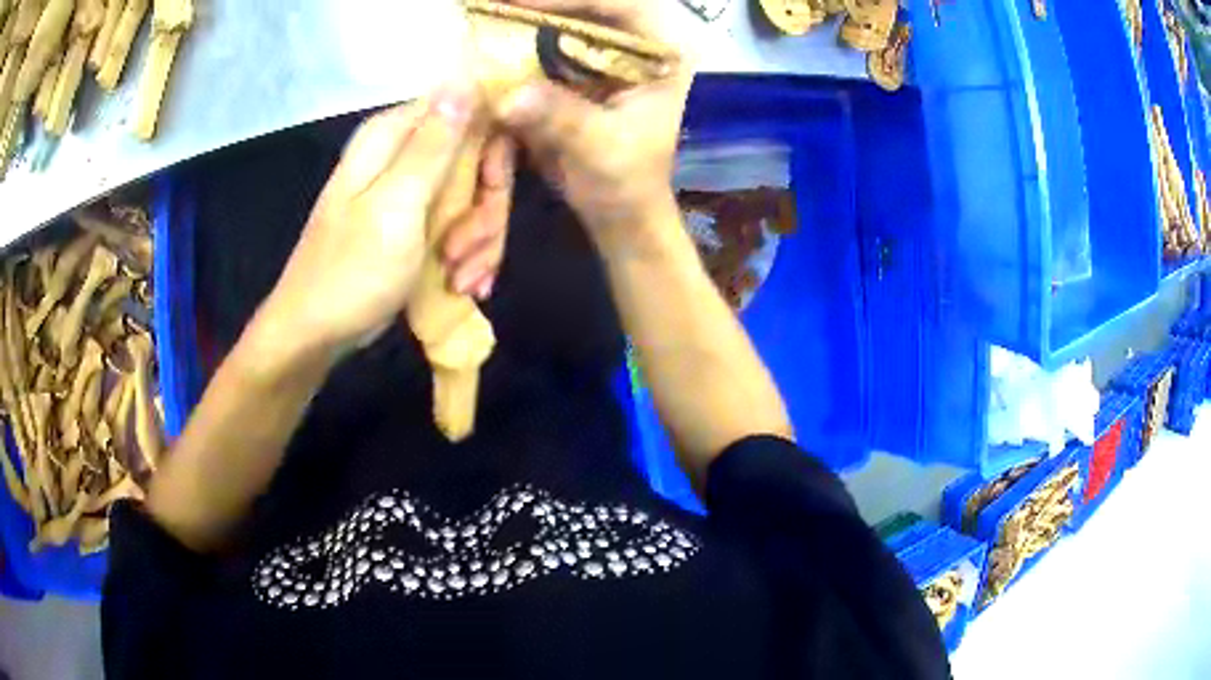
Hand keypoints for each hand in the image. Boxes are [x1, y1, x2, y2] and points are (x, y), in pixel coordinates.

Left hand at [256, 87, 513, 357]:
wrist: (317, 333)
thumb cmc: (351, 272)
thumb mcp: (396, 207)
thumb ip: (432, 145)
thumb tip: (464, 78)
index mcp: (393, 136)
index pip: (469, 110)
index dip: (491, 148)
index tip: (491, 190)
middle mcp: (404, 153)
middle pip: (478, 159)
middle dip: (484, 210)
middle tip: (466, 250)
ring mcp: (411, 190)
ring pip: (475, 196)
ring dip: (478, 242)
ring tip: (462, 279)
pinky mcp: (417, 222)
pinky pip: (462, 224)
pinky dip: (468, 256)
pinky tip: (462, 285)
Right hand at [495, 0, 691, 250]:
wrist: (617, 210)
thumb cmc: (626, 180)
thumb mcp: (600, 147)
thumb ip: (561, 116)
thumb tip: (509, 96)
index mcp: (661, 54)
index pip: (622, 6)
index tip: (521, 3)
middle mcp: (635, 46)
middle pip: (590, 7)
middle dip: (543, 4)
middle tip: (495, 4)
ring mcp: (604, 56)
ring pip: (566, 21)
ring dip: (526, 18)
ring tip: (486, 13)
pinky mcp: (577, 72)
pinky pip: (546, 45)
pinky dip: (517, 42)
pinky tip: (486, 39)